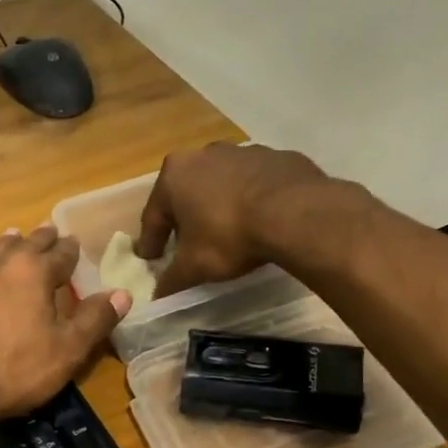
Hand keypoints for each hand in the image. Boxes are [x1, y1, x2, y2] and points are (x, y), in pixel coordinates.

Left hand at [0, 226, 130, 421]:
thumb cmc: (15, 370)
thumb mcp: (67, 350)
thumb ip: (94, 320)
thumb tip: (122, 294)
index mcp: (33, 273)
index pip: (60, 254)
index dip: (70, 250)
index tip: (74, 242)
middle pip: (24, 245)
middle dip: (40, 238)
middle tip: (48, 230)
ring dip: (5, 246)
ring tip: (12, 237)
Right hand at [136, 143, 331, 297]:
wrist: (296, 214)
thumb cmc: (229, 236)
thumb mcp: (193, 267)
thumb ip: (171, 280)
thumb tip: (157, 295)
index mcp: (174, 175)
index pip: (153, 215)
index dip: (151, 242)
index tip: (151, 259)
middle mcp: (204, 155)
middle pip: (187, 194)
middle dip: (185, 218)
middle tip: (187, 244)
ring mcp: (243, 152)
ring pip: (221, 185)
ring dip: (218, 206)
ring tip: (226, 233)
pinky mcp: (277, 157)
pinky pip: (254, 183)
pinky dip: (251, 200)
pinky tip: (258, 221)